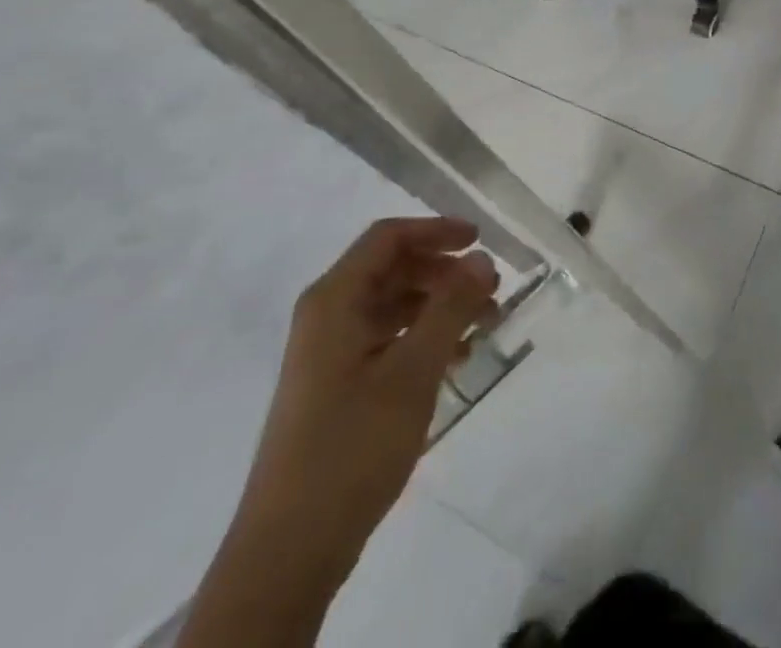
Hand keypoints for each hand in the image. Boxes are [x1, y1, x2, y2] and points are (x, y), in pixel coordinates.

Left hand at [234, 217, 498, 580]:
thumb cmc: (352, 446)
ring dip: (438, 307)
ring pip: (392, 306)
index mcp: (334, 299)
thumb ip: (451, 308)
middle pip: (392, 269)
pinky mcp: (336, 386)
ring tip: (484, 325)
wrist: (289, 550)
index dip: (436, 230)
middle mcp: (327, 315)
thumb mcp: (413, 371)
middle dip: (444, 272)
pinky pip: (386, 340)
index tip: (480, 241)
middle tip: (491, 290)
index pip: (388, 238)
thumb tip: (482, 258)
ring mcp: (329, 353)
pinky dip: (422, 338)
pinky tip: (456, 359)